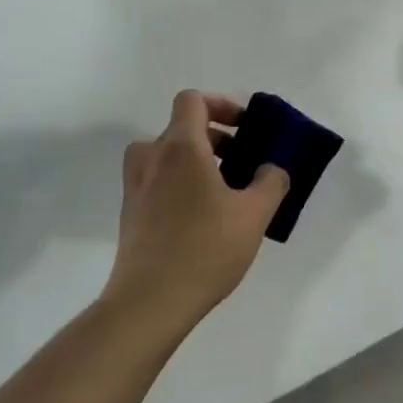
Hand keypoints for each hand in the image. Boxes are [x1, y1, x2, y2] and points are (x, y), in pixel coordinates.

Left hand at [107, 91, 288, 331]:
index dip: (220, 104)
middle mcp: (152, 158)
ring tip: (223, 190)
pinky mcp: (131, 213)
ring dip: (195, 161)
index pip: (192, 100)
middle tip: (243, 163)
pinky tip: (202, 218)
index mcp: (181, 147)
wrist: (150, 301)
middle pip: (181, 128)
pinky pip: (157, 181)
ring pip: (166, 155)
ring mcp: (136, 186)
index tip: (244, 127)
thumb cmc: (206, 248)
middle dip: (216, 138)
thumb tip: (271, 169)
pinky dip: (179, 183)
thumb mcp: (254, 215)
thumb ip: (271, 182)